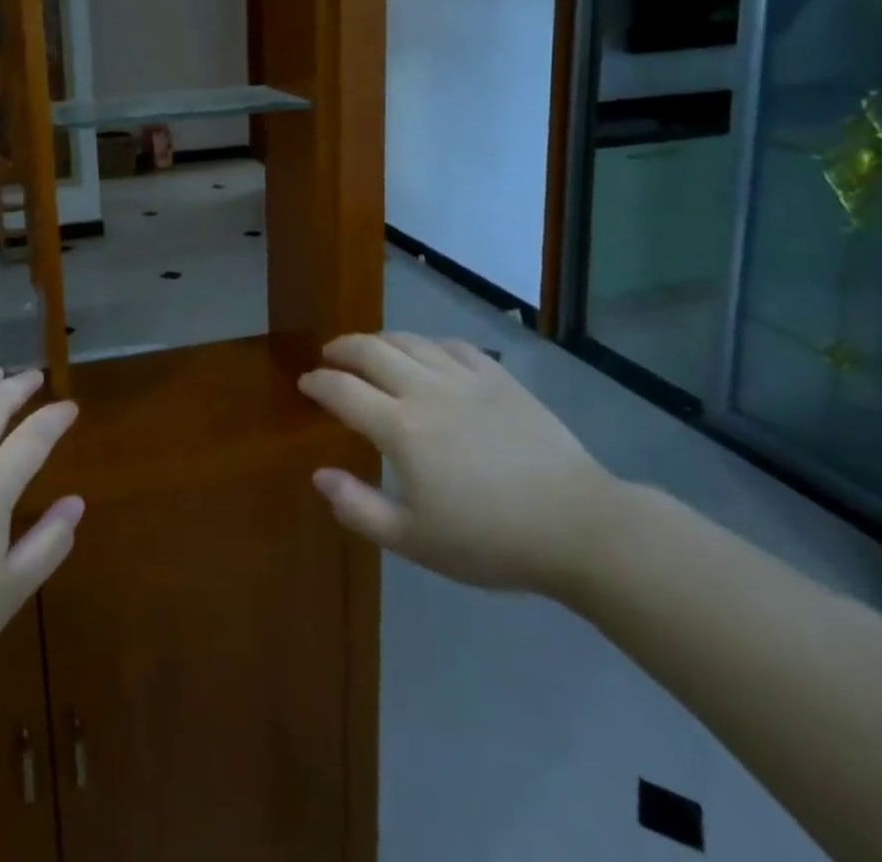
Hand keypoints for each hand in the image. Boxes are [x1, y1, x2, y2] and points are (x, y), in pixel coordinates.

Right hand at [299, 333, 618, 598]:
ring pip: (409, 341)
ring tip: (369, 350)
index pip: (342, 390)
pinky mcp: (498, 377)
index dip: (317, 383)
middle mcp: (425, 390)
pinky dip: (427, 344)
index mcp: (400, 428)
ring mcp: (464, 378)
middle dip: (341, 349)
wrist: (576, 525)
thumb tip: (319, 476)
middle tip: (329, 356)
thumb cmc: (490, 540)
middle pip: (370, 351)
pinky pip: (451, 345)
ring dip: (379, 340)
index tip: (305, 384)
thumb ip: (358, 508)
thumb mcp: (414, 541)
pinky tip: (426, 353)